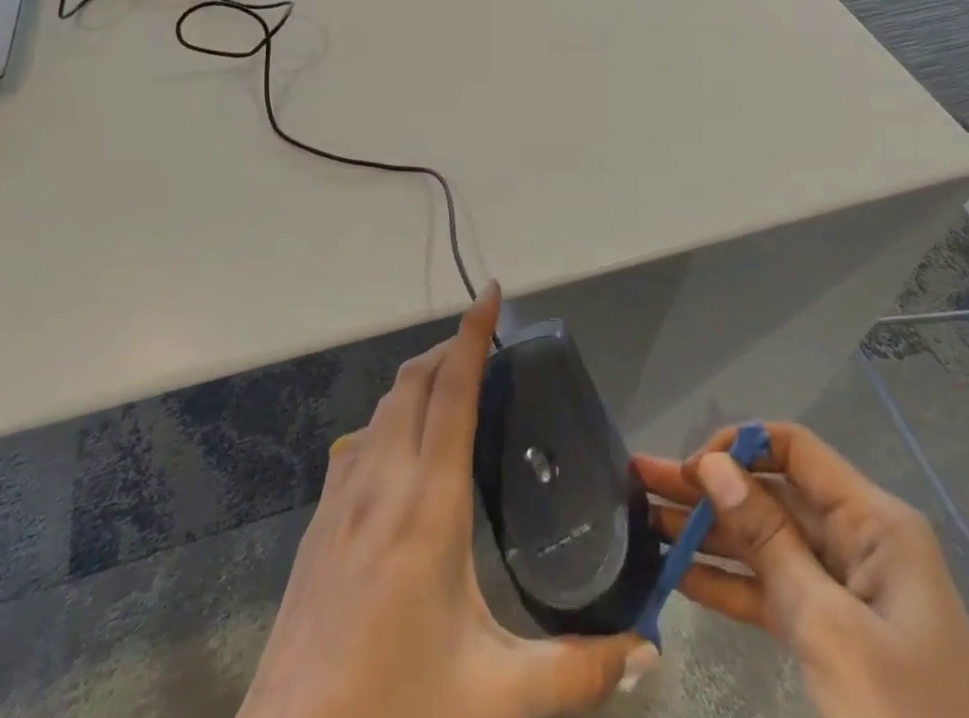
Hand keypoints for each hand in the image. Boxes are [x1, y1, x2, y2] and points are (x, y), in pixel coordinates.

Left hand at [239, 283, 654, 717]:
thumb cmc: (397, 708)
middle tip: (486, 343)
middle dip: (448, 348)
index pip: (453, 390)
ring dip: (417, 379)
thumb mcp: (496, 697)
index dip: (473, 334)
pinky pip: (360, 440)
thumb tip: (648, 650)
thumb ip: (578, 671)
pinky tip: (401, 449)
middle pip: (413, 382)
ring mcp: (342, 497)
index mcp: (429, 502)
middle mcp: (383, 480)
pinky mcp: (319, 521)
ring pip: (383, 406)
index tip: (492, 293)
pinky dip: (388, 417)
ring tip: (452, 383)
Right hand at [635, 423, 968, 717]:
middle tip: (638, 481)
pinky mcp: (834, 635)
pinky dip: (727, 582)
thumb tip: (715, 464)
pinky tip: (676, 573)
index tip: (689, 471)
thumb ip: (768, 540)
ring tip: (642, 520)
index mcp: (873, 523)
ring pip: (764, 542)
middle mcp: (858, 542)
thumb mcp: (829, 628)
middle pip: (771, 494)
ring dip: (706, 533)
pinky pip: (772, 590)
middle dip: (707, 488)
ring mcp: (846, 591)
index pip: (794, 450)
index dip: (739, 447)